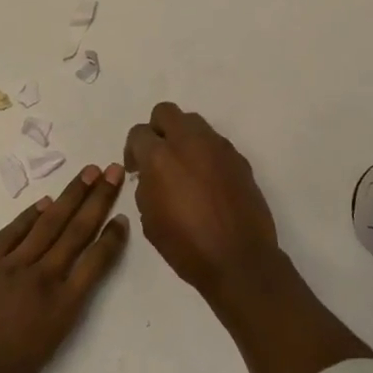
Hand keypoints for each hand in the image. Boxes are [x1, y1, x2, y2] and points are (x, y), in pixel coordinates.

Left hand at [0, 163, 128, 372]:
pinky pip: (13, 231)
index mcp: (59, 311)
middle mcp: (43, 279)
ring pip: (49, 223)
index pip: (94, 266)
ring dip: (71, 195)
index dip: (110, 241)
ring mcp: (12, 264)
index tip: (122, 218)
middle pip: (77, 231)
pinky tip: (44, 201)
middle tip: (115, 171)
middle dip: (99, 199)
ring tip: (89, 171)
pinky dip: (30, 214)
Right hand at [124, 103, 281, 304]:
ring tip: (184, 166)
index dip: (133, 150)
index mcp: (160, 157)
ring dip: (183, 137)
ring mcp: (217, 146)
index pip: (139, 133)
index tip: (136, 169)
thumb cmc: (187, 246)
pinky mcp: (238, 157)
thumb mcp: (149, 220)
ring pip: (193, 122)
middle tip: (158, 156)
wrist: (240, 260)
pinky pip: (215, 143)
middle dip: (157, 129)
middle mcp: (189, 142)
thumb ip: (146, 186)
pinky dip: (205, 153)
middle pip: (166, 112)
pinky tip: (207, 180)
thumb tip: (151, 174)